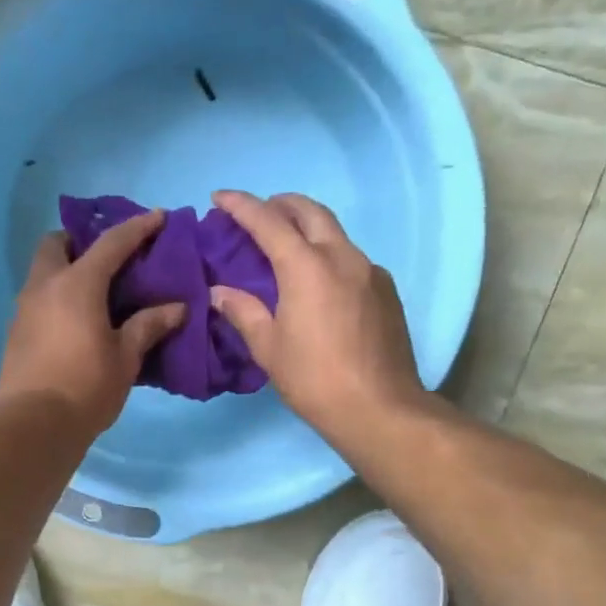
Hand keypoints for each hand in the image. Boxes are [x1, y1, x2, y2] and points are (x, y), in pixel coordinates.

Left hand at [0, 211, 187, 442]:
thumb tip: (177, 308)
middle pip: (57, 243)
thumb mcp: (126, 357)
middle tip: (109, 258)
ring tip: (97, 290)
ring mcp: (24, 308)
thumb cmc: (86, 388)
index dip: (138, 227)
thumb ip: (149, 326)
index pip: (111, 243)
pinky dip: (57, 294)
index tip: (159, 217)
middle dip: (81, 240)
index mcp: (77, 284)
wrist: (33, 427)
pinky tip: (77, 319)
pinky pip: (38, 297)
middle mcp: (44, 286)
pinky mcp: (16, 331)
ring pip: (43, 271)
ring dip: (67, 268)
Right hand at [209, 190, 423, 436]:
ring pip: (334, 231)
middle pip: (309, 211)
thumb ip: (243, 312)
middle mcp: (341, 257)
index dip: (241, 205)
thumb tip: (220, 293)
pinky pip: (350, 257)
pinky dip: (327, 253)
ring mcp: (369, 271)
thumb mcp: (269, 348)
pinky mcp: (386, 290)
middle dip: (280, 204)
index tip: (220, 197)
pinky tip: (317, 280)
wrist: (380, 409)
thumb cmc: (314, 379)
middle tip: (257, 213)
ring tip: (284, 245)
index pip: (268, 221)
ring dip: (306, 227)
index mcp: (306, 267)